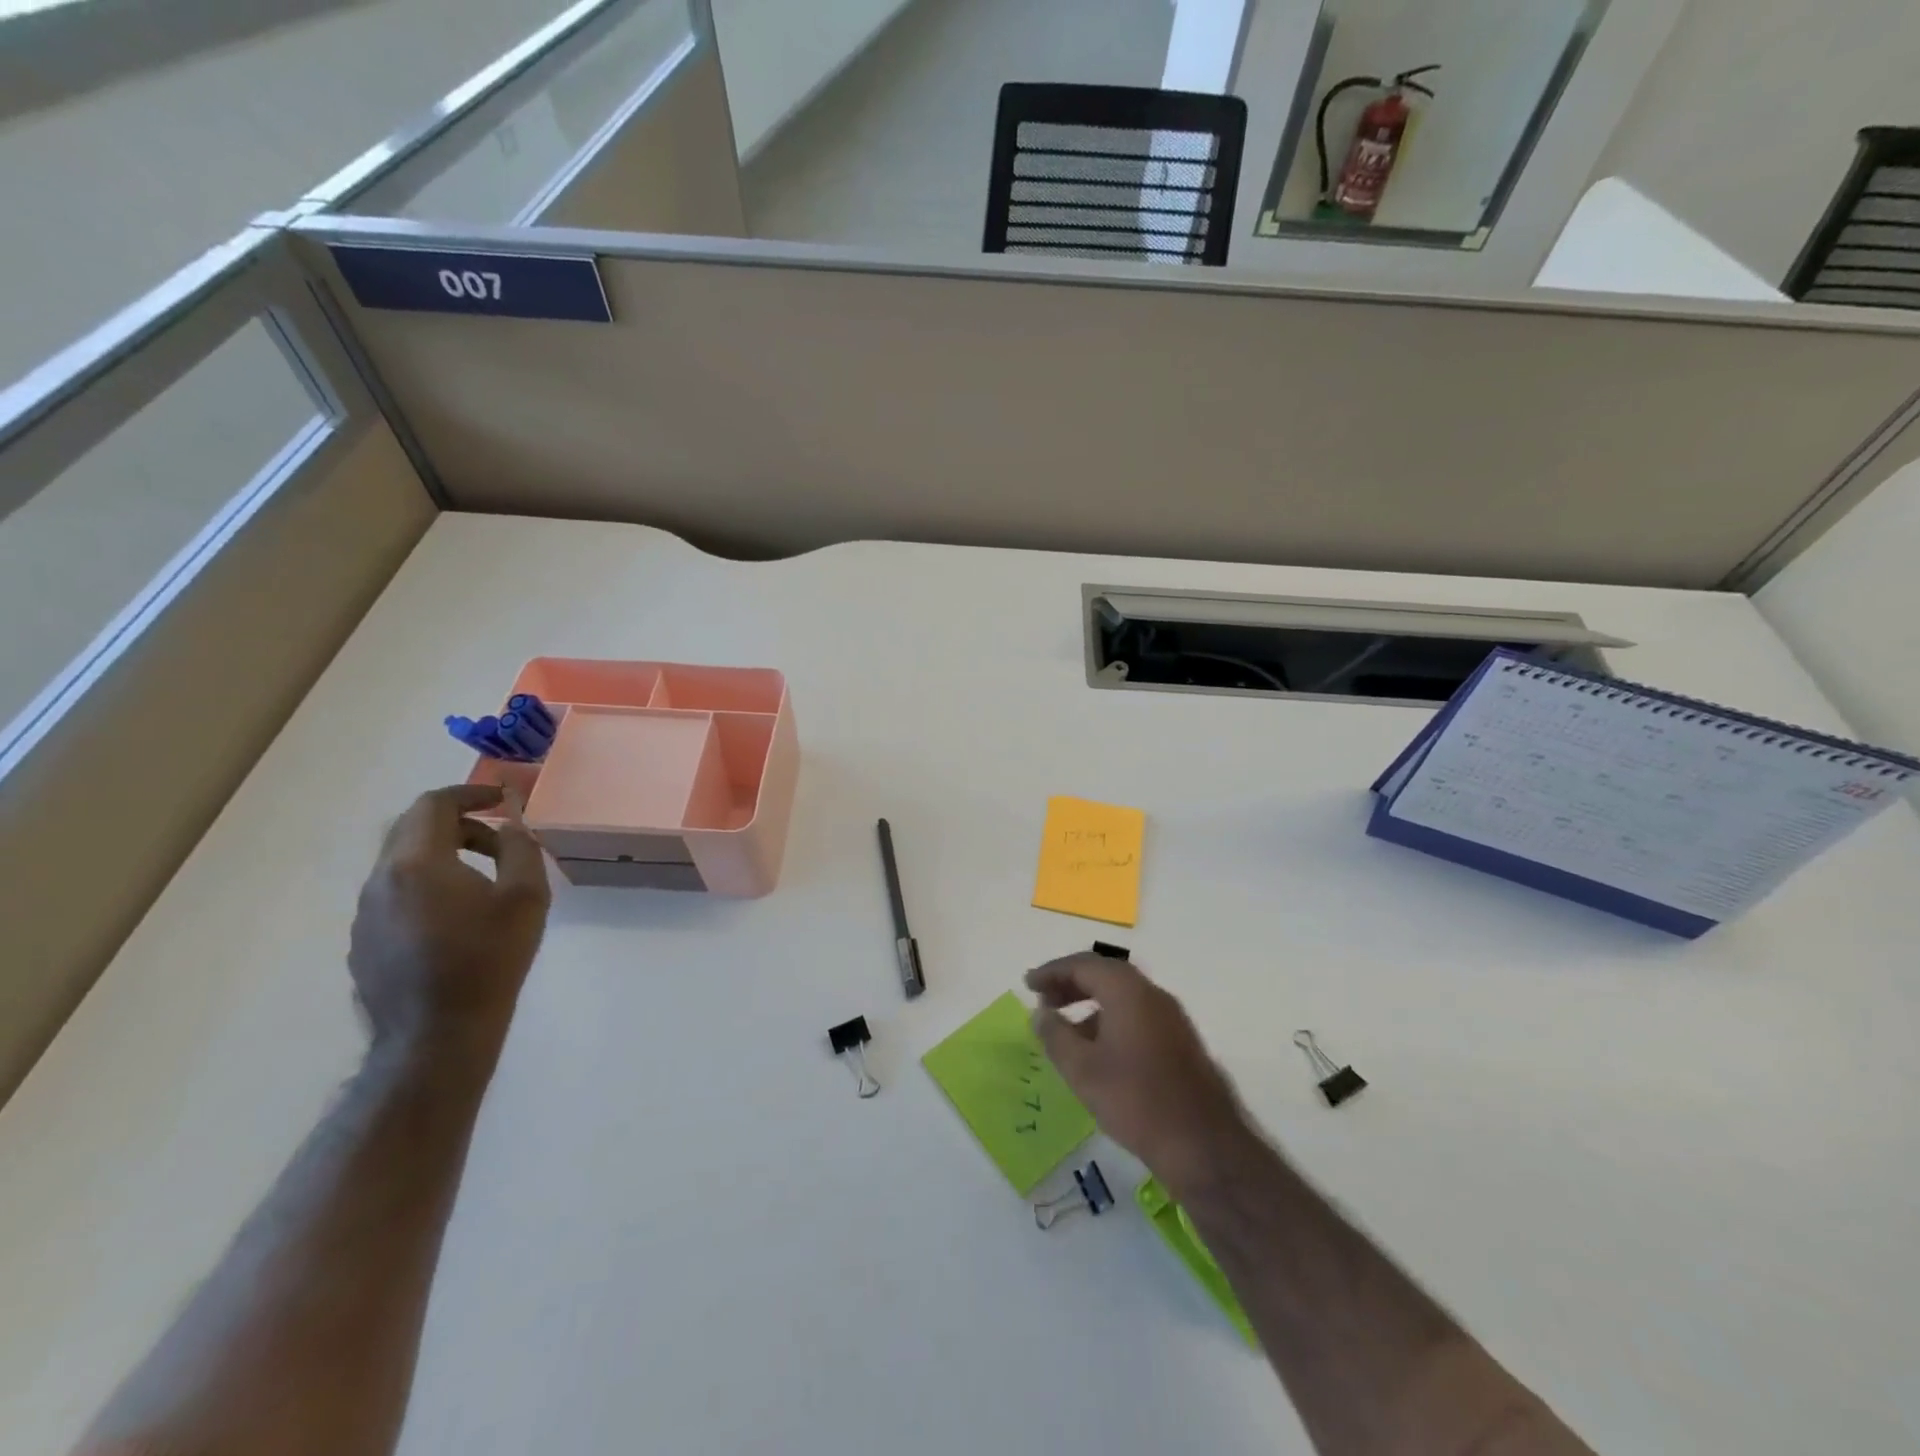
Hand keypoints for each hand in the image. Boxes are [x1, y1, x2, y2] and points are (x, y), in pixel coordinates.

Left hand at [349, 784, 550, 1059]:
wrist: (437, 1035)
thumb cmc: (489, 959)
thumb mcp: (526, 897)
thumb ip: (520, 849)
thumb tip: (509, 826)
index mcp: (416, 864)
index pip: (433, 804)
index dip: (470, 793)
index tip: (502, 798)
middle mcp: (380, 880)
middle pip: (411, 829)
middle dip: (457, 822)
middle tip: (498, 837)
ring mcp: (364, 914)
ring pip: (400, 863)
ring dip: (441, 854)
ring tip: (481, 878)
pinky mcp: (363, 942)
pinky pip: (393, 895)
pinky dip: (425, 885)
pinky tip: (455, 917)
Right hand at [1028, 953, 1254, 1196]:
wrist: (1204, 1145)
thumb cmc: (1135, 1100)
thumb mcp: (1082, 1069)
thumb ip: (1055, 1035)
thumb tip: (1041, 1013)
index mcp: (1128, 991)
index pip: (1083, 965)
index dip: (1052, 972)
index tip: (1028, 985)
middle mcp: (1152, 994)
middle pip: (1105, 975)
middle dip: (1070, 984)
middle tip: (1044, 1002)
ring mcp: (1171, 1017)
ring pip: (1122, 996)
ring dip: (1090, 1003)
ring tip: (1065, 1029)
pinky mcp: (1180, 1041)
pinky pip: (1137, 1014)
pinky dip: (1110, 1019)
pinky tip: (1098, 1051)